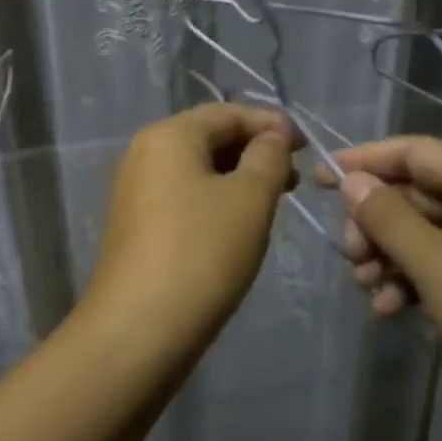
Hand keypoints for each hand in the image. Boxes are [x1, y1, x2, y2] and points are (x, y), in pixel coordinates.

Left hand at [84, 105, 301, 336]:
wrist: (139, 327)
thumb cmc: (202, 252)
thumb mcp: (249, 198)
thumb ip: (268, 157)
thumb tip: (273, 135)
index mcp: (168, 135)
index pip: (227, 112)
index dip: (270, 123)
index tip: (307, 146)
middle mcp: (144, 152)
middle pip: (208, 137)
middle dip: (254, 151)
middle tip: (294, 177)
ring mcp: (135, 189)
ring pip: (196, 168)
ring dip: (237, 176)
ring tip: (273, 200)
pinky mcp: (135, 223)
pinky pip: (182, 194)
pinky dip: (214, 198)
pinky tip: (238, 223)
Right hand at [328, 137, 441, 436]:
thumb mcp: (437, 266)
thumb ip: (387, 217)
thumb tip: (351, 181)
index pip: (417, 152)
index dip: (366, 161)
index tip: (321, 178)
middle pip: (416, 194)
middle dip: (375, 221)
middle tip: (349, 254)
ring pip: (423, 232)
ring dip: (387, 254)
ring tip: (363, 285)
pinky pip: (439, 264)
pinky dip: (409, 279)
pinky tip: (387, 309)